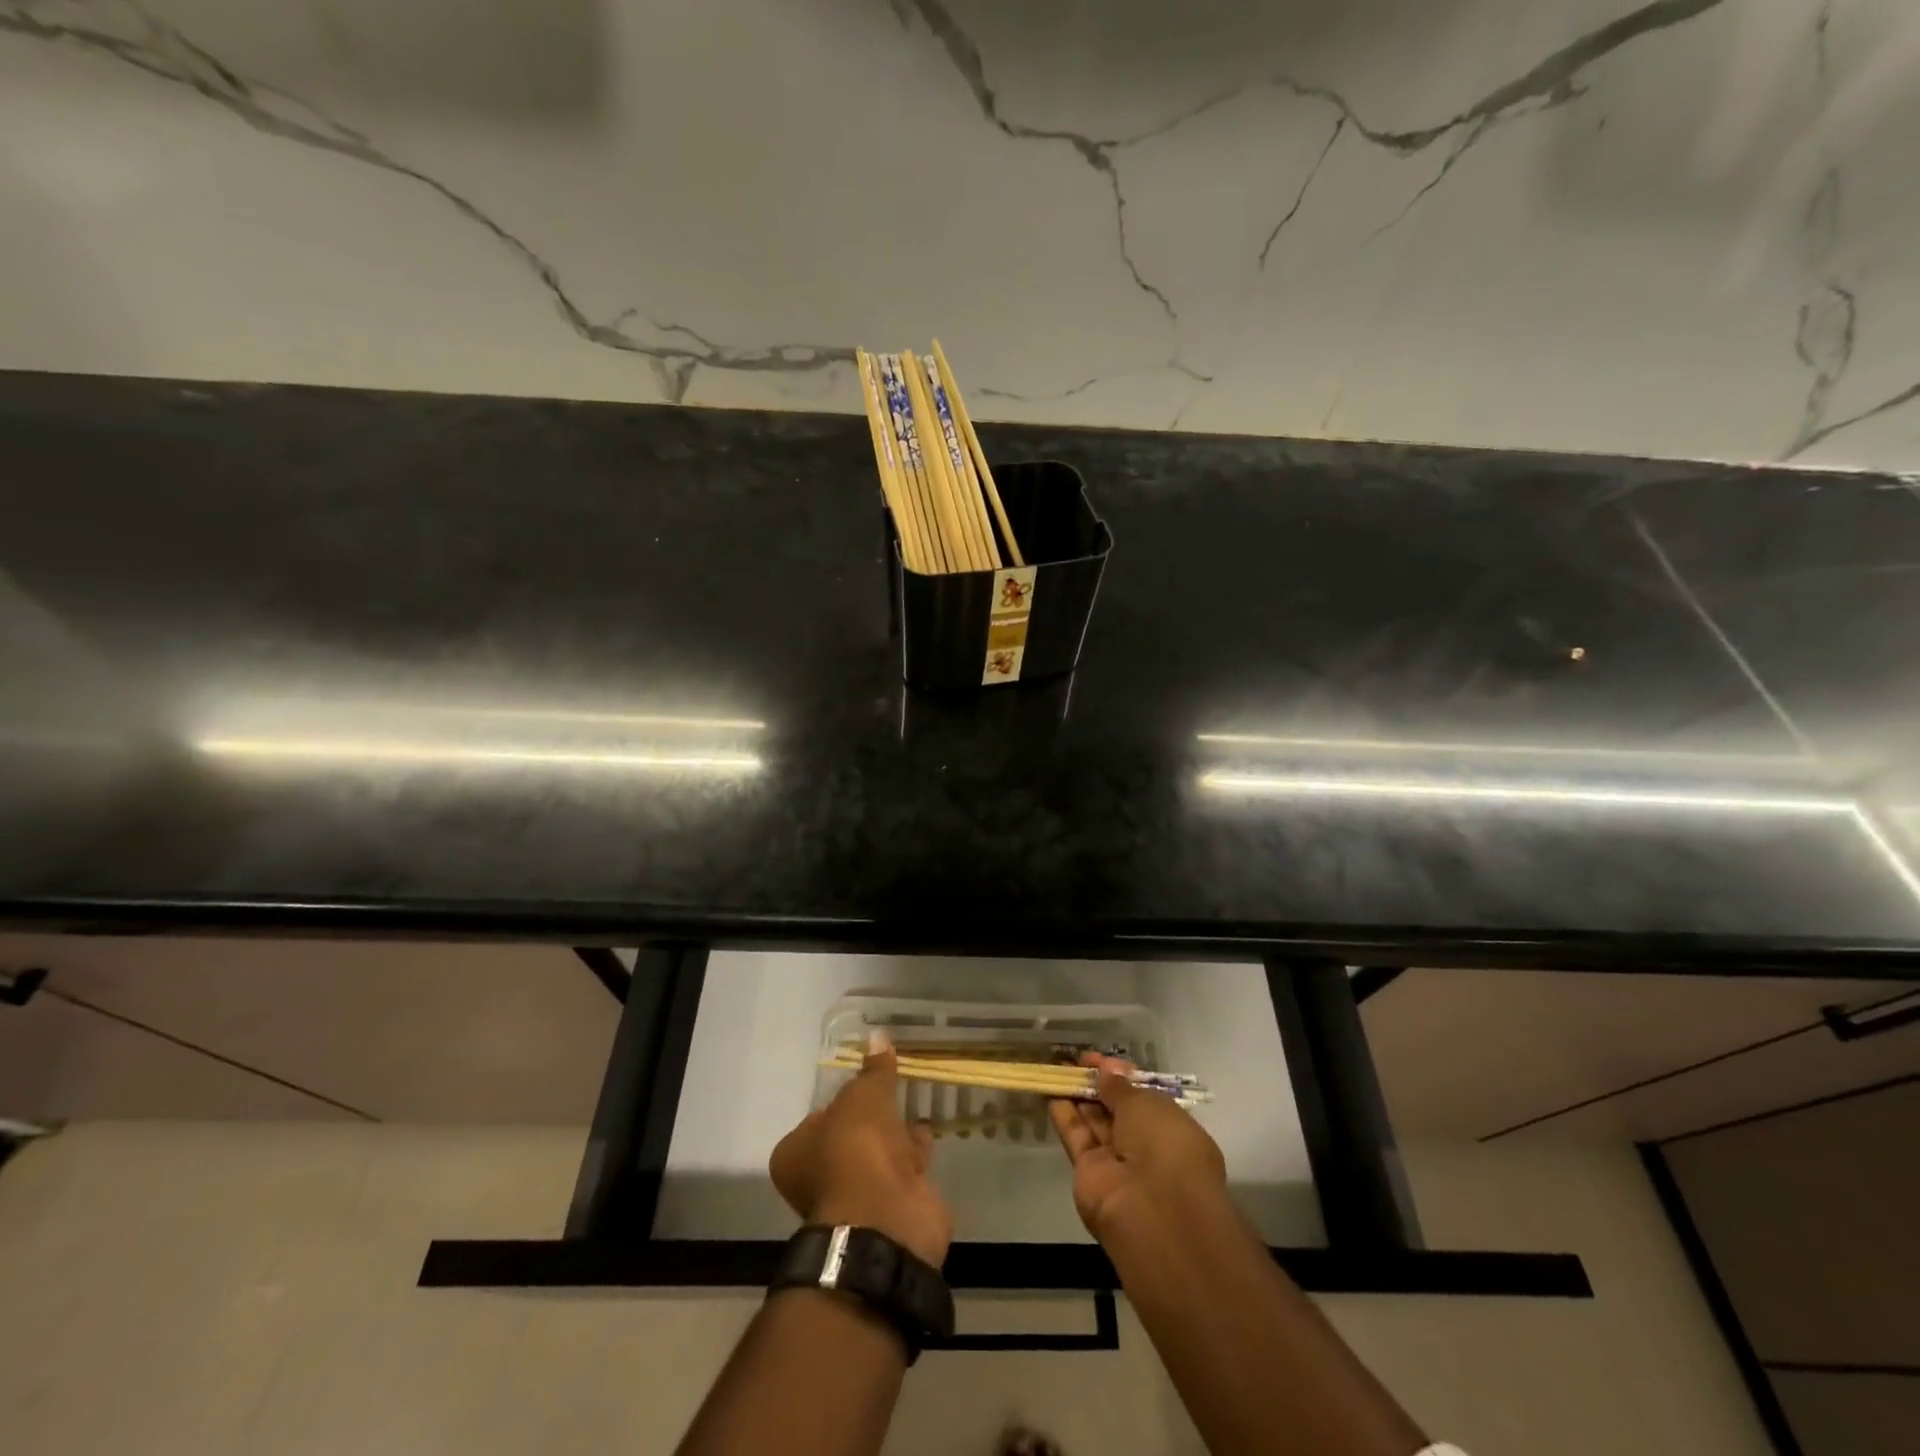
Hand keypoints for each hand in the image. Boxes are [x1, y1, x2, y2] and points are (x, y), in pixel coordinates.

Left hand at [770, 1031, 952, 1266]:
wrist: (887, 1221)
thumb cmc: (857, 1150)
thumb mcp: (864, 1097)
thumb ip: (874, 1070)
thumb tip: (878, 1037)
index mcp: (797, 1154)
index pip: (817, 1117)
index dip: (839, 1099)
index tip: (862, 1080)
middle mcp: (822, 1178)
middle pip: (849, 1136)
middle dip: (872, 1117)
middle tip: (892, 1086)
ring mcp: (859, 1196)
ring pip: (879, 1153)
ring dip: (896, 1132)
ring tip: (914, 1099)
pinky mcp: (892, 1207)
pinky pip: (904, 1168)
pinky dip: (916, 1150)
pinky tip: (929, 1126)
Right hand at [1049, 1053, 1227, 1240]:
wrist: (1151, 1210)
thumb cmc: (1164, 1145)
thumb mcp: (1146, 1104)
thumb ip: (1120, 1087)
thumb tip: (1106, 1071)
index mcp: (1171, 1129)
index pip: (1143, 1097)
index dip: (1122, 1076)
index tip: (1100, 1060)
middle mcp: (1146, 1145)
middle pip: (1117, 1109)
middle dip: (1099, 1084)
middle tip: (1076, 1061)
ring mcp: (1117, 1161)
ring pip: (1094, 1121)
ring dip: (1078, 1095)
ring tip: (1058, 1068)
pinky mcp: (1089, 1172)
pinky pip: (1077, 1136)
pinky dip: (1064, 1113)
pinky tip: (1050, 1089)